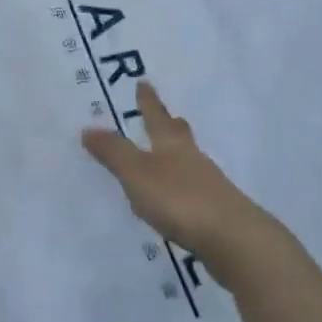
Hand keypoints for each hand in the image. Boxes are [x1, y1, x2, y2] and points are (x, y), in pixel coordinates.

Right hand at [81, 81, 283, 288]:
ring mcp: (208, 185)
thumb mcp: (138, 174)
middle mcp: (192, 158)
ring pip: (190, 162)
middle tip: (168, 116)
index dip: (148, 101)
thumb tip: (88, 127)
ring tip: (167, 158)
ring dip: (178, 156)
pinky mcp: (216, 212)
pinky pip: (194, 190)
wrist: (233, 239)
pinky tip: (177, 200)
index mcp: (171, 145)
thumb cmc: (180, 199)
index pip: (156, 116)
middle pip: (180, 135)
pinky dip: (183, 187)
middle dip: (171, 124)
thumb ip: (114, 153)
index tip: (144, 83)